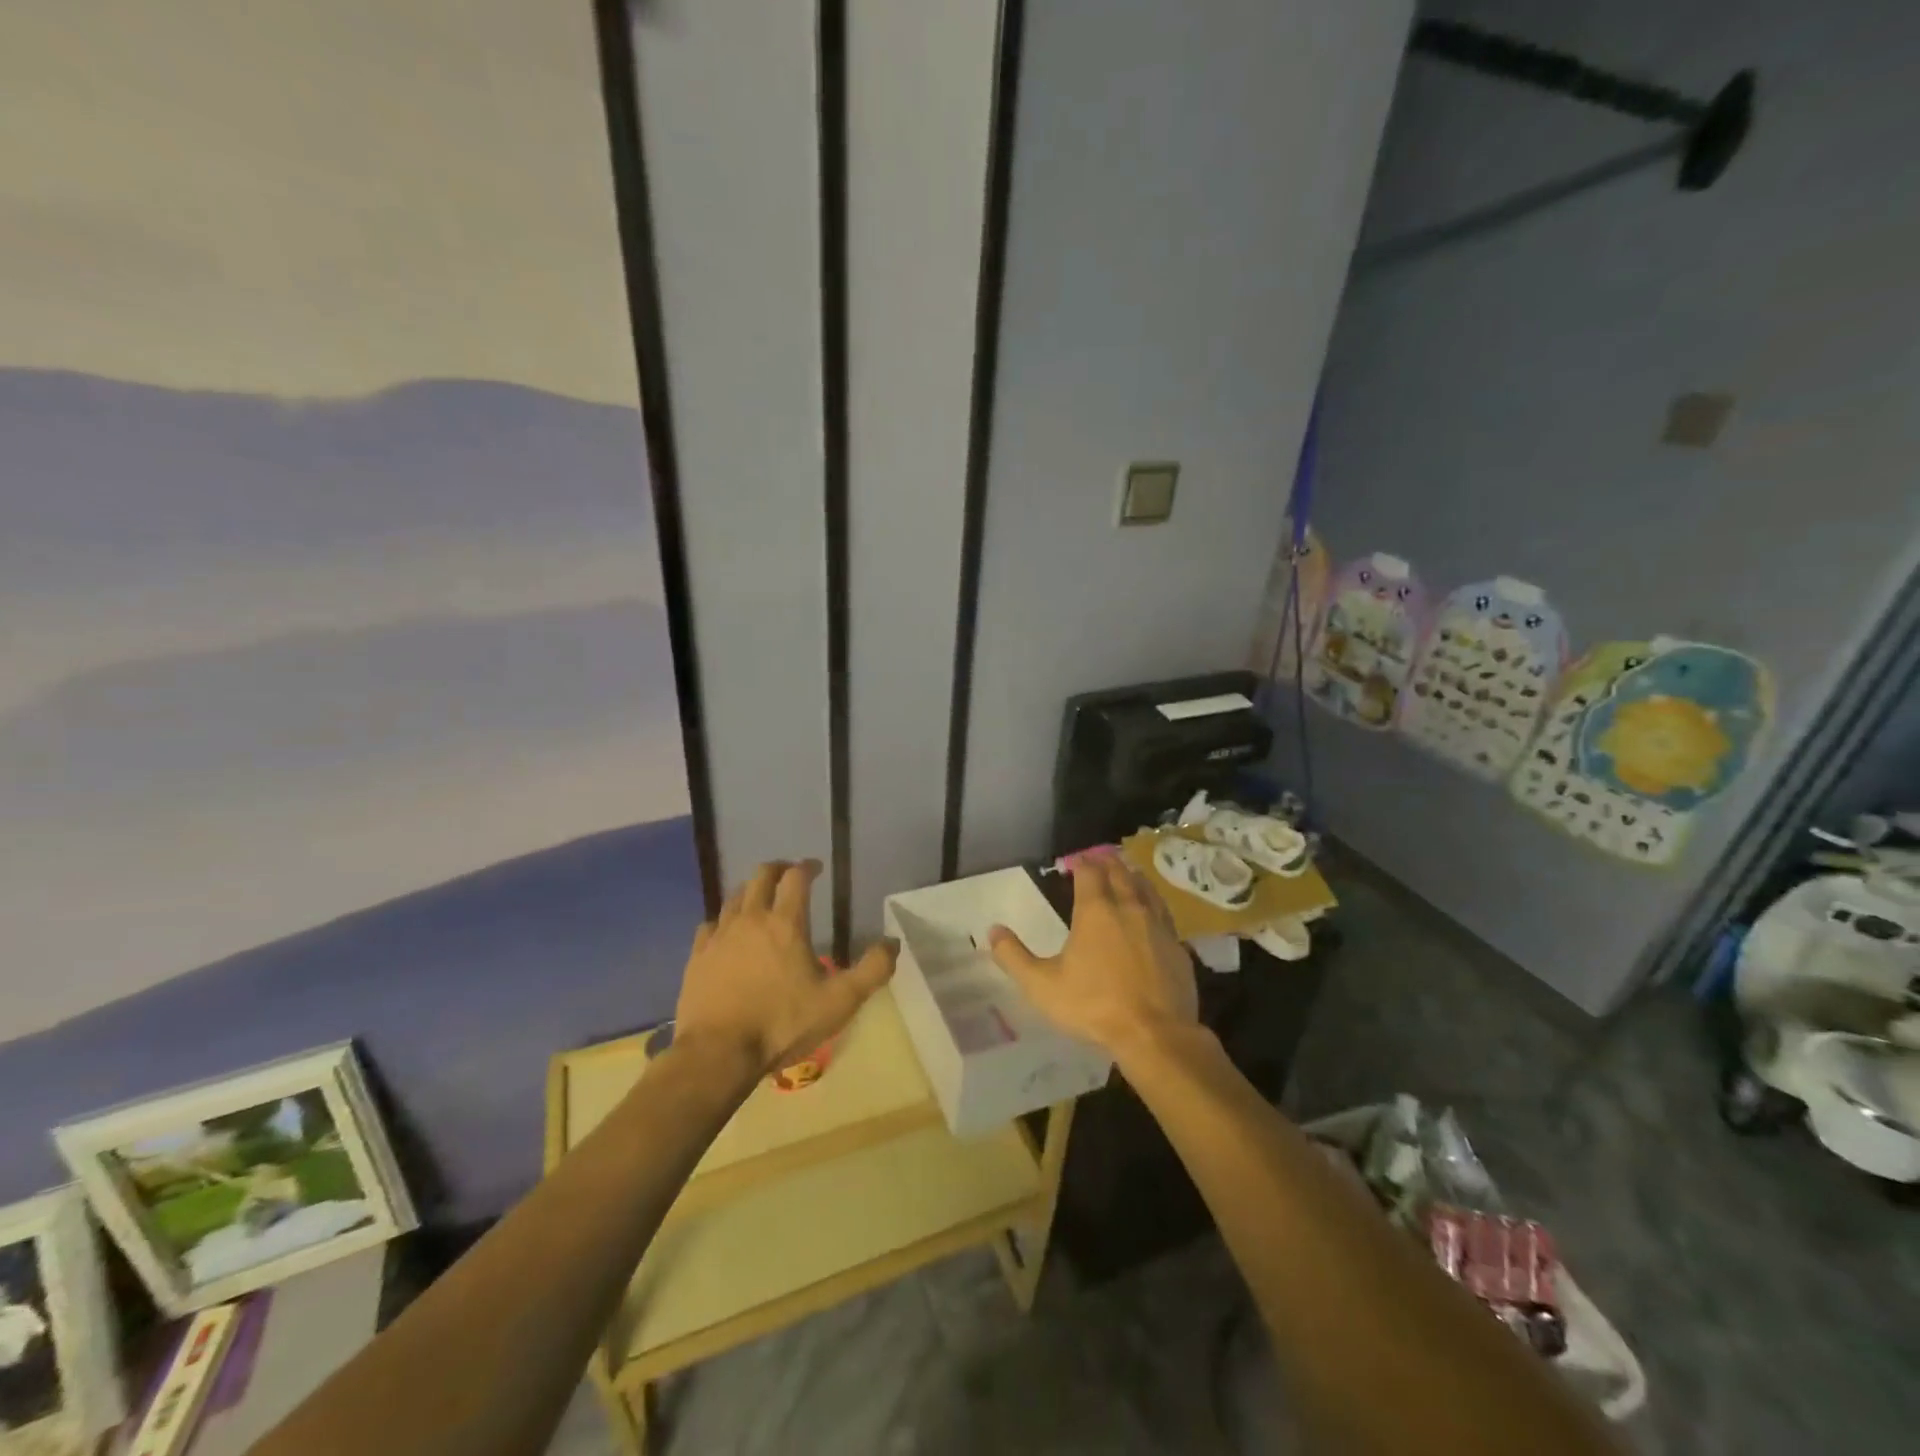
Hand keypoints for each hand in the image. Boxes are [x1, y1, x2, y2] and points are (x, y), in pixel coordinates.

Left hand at [673, 860, 896, 1077]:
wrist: (718, 1054)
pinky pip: (710, 925)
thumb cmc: (782, 1024)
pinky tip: (726, 932)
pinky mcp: (697, 957)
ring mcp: (719, 936)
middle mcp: (751, 919)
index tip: (816, 868)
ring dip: (750, 891)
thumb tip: (893, 943)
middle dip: (778, 869)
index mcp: (786, 923)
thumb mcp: (840, 1001)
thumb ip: (872, 970)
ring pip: (734, 897)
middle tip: (789, 874)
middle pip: (761, 876)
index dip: (808, 867)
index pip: (796, 878)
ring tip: (760, 900)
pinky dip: (723, 920)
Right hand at [987, 853, 1197, 1060]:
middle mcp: (1129, 909)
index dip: (1081, 863)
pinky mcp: (1178, 947)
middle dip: (1108, 863)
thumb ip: (1015, 957)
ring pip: (1147, 890)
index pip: (1089, 873)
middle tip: (1101, 858)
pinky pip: (1165, 915)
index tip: (1075, 860)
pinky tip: (1154, 914)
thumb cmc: (1093, 1005)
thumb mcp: (1042, 985)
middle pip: (1120, 874)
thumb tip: (993, 930)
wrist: (1155, 1034)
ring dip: (1134, 878)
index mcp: (1096, 912)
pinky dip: (1155, 905)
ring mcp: (1158, 927)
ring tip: (1128, 874)